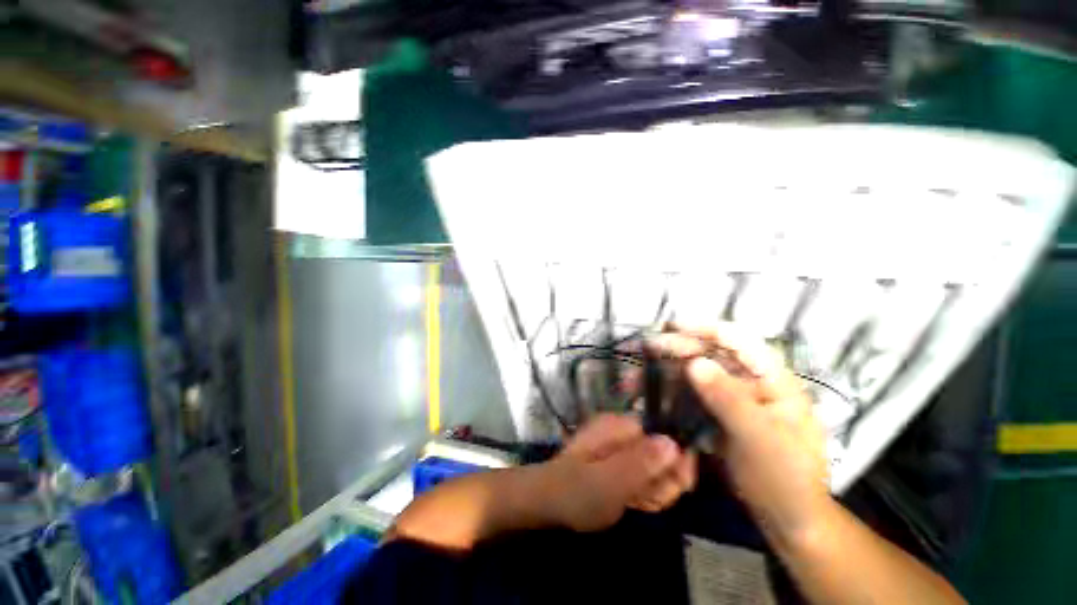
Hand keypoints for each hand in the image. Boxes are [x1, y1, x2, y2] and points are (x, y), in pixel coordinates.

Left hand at [542, 414, 696, 531]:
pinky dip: (645, 493)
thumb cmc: (576, 491)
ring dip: (655, 490)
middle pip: (664, 452)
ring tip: (635, 502)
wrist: (547, 502)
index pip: (667, 434)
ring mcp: (621, 447)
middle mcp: (623, 431)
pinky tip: (634, 503)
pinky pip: (645, 476)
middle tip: (646, 499)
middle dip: (664, 481)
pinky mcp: (619, 463)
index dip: (678, 462)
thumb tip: (674, 443)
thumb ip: (642, 463)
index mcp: (621, 426)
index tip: (675, 488)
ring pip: (657, 468)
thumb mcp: (609, 481)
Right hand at [649, 323, 830, 541]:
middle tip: (647, 349)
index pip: (739, 341)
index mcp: (772, 380)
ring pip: (696, 373)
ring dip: (667, 371)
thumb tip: (695, 363)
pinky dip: (669, 392)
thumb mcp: (759, 439)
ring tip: (638, 375)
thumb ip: (729, 400)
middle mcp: (750, 381)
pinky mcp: (717, 412)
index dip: (705, 329)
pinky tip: (650, 395)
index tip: (671, 327)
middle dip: (678, 349)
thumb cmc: (784, 478)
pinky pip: (690, 394)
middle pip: (711, 353)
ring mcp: (732, 397)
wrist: (786, 518)